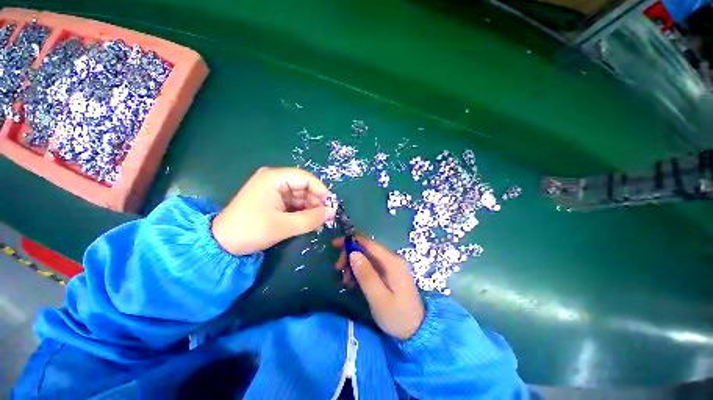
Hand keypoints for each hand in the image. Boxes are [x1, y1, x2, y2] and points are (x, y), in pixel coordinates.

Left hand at [212, 167, 336, 254]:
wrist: (222, 244)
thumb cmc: (251, 230)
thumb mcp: (284, 226)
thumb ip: (311, 219)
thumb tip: (333, 212)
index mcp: (274, 178)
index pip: (305, 178)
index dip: (321, 190)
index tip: (332, 205)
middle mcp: (275, 180)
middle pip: (304, 187)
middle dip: (317, 202)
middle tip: (327, 217)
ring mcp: (274, 190)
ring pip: (301, 196)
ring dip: (311, 208)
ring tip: (319, 222)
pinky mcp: (274, 200)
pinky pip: (294, 203)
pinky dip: (303, 212)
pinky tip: (309, 222)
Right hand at [333, 236, 424, 339]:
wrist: (416, 330)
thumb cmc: (397, 316)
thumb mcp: (379, 298)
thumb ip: (366, 275)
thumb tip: (353, 253)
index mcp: (392, 261)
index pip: (368, 243)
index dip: (350, 241)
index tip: (334, 245)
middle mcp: (392, 259)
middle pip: (366, 248)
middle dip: (350, 255)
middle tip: (338, 269)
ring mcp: (390, 265)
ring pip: (367, 257)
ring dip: (353, 264)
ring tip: (344, 280)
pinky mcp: (388, 272)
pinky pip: (370, 266)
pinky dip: (359, 271)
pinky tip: (352, 282)